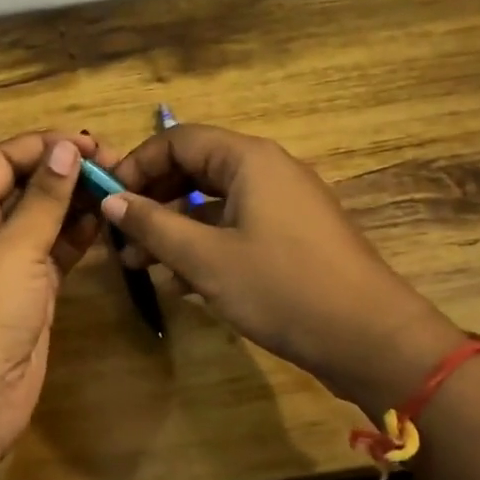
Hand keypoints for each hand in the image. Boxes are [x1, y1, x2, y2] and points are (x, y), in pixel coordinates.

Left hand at [0, 130, 105, 463]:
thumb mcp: (15, 246)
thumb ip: (45, 197)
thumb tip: (67, 148)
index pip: (3, 160)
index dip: (44, 146)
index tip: (91, 143)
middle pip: (25, 186)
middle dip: (65, 173)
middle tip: (116, 166)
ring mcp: (4, 263)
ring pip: (43, 220)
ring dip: (76, 203)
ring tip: (119, 189)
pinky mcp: (27, 291)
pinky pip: (53, 252)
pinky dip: (77, 237)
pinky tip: (106, 222)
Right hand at [102, 124, 465, 413]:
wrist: (371, 339)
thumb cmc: (282, 288)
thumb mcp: (205, 258)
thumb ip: (153, 225)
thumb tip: (111, 200)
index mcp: (248, 159)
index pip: (177, 140)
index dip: (137, 166)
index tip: (107, 200)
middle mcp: (267, 170)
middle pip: (194, 169)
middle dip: (153, 202)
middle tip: (121, 237)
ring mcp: (284, 203)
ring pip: (214, 203)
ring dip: (175, 230)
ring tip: (141, 267)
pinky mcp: (293, 235)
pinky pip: (236, 227)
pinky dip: (205, 246)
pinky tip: (180, 283)